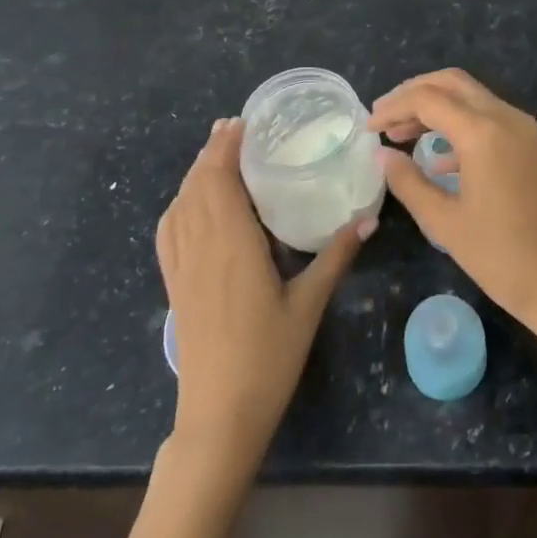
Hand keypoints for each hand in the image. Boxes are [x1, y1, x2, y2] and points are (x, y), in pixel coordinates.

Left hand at [157, 119, 370, 464]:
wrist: (218, 415)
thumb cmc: (268, 358)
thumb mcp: (309, 304)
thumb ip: (336, 256)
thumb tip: (368, 218)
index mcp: (232, 244)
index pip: (220, 180)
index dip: (226, 147)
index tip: (240, 122)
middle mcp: (201, 246)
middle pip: (197, 185)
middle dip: (212, 152)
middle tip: (234, 129)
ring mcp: (182, 267)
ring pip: (180, 205)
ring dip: (195, 173)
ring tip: (216, 155)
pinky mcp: (175, 285)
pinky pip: (169, 231)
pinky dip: (178, 204)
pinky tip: (190, 204)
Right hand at [369, 70, 536, 324]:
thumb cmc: (500, 257)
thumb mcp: (443, 222)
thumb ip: (408, 182)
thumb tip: (382, 155)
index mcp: (483, 133)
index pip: (428, 99)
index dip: (393, 107)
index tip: (369, 127)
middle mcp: (507, 118)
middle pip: (452, 83)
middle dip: (414, 94)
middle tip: (385, 117)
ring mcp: (526, 129)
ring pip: (473, 97)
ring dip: (437, 108)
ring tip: (403, 135)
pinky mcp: (535, 145)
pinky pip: (492, 118)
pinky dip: (462, 125)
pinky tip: (440, 159)